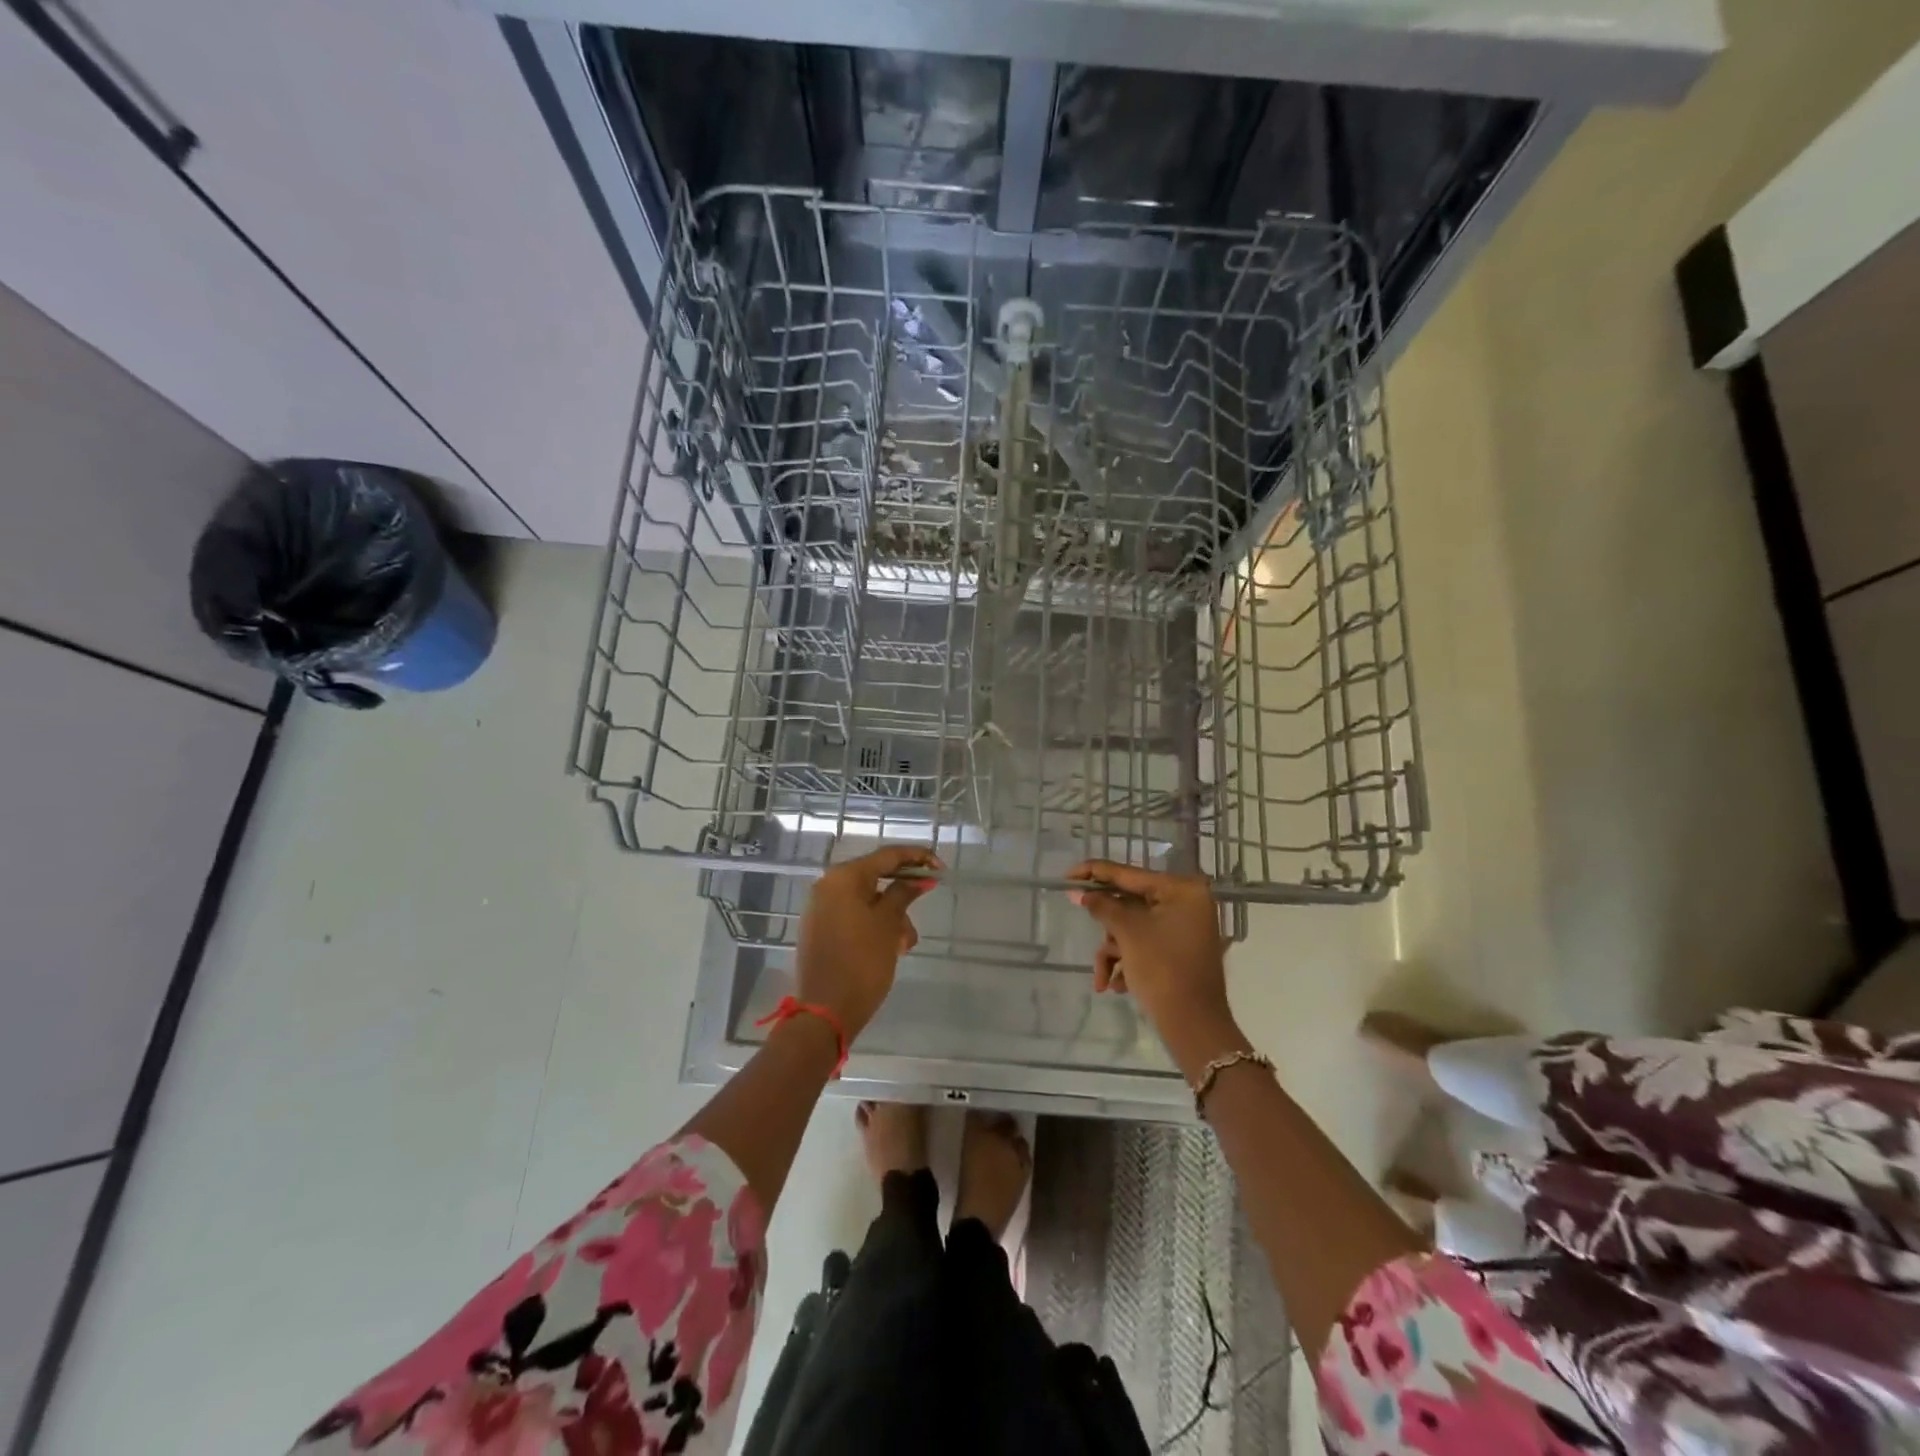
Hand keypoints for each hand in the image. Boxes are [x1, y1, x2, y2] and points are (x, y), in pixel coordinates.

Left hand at [796, 845, 940, 1041]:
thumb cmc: (862, 962)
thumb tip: (918, 878)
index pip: (886, 856)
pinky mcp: (821, 930)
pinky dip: (875, 925)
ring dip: (892, 916)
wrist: (825, 1012)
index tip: (940, 868)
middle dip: (903, 892)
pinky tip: (891, 947)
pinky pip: (854, 916)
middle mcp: (828, 886)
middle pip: (875, 877)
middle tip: (926, 901)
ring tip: (904, 944)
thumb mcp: (888, 924)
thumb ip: (903, 894)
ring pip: (867, 900)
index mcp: (843, 878)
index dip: (916, 858)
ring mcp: (821, 909)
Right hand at [1068, 861, 1238, 1061]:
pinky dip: (1127, 960)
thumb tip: (1079, 891)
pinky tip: (1115, 985)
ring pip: (1133, 927)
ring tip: (1103, 979)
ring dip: (1113, 950)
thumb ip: (1102, 906)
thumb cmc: (1163, 970)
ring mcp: (1184, 927)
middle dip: (1106, 927)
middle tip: (1082, 925)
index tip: (1066, 875)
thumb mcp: (1128, 933)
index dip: (1095, 872)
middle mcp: (1187, 902)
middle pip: (1130, 903)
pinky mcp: (1179, 949)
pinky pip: (1144, 943)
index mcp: (1182, 889)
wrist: (1194, 1027)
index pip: (1129, 874)